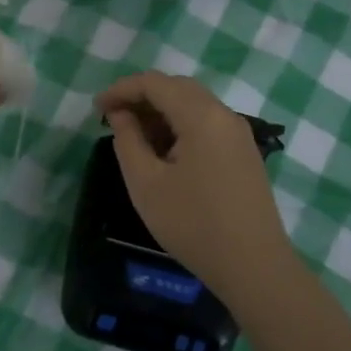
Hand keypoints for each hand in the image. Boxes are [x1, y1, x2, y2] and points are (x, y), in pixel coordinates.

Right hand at [95, 71, 291, 302]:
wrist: (254, 266)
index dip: (122, 89)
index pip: (155, 83)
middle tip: (113, 119)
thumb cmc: (193, 224)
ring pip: (193, 104)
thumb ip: (127, 140)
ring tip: (134, 136)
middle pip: (177, 88)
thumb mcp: (146, 184)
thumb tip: (120, 115)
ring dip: (161, 111)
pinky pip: (207, 123)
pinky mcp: (243, 152)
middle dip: (141, 97)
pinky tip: (164, 151)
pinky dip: (180, 125)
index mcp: (201, 116)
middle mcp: (224, 114)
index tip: (96, 109)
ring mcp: (238, 133)